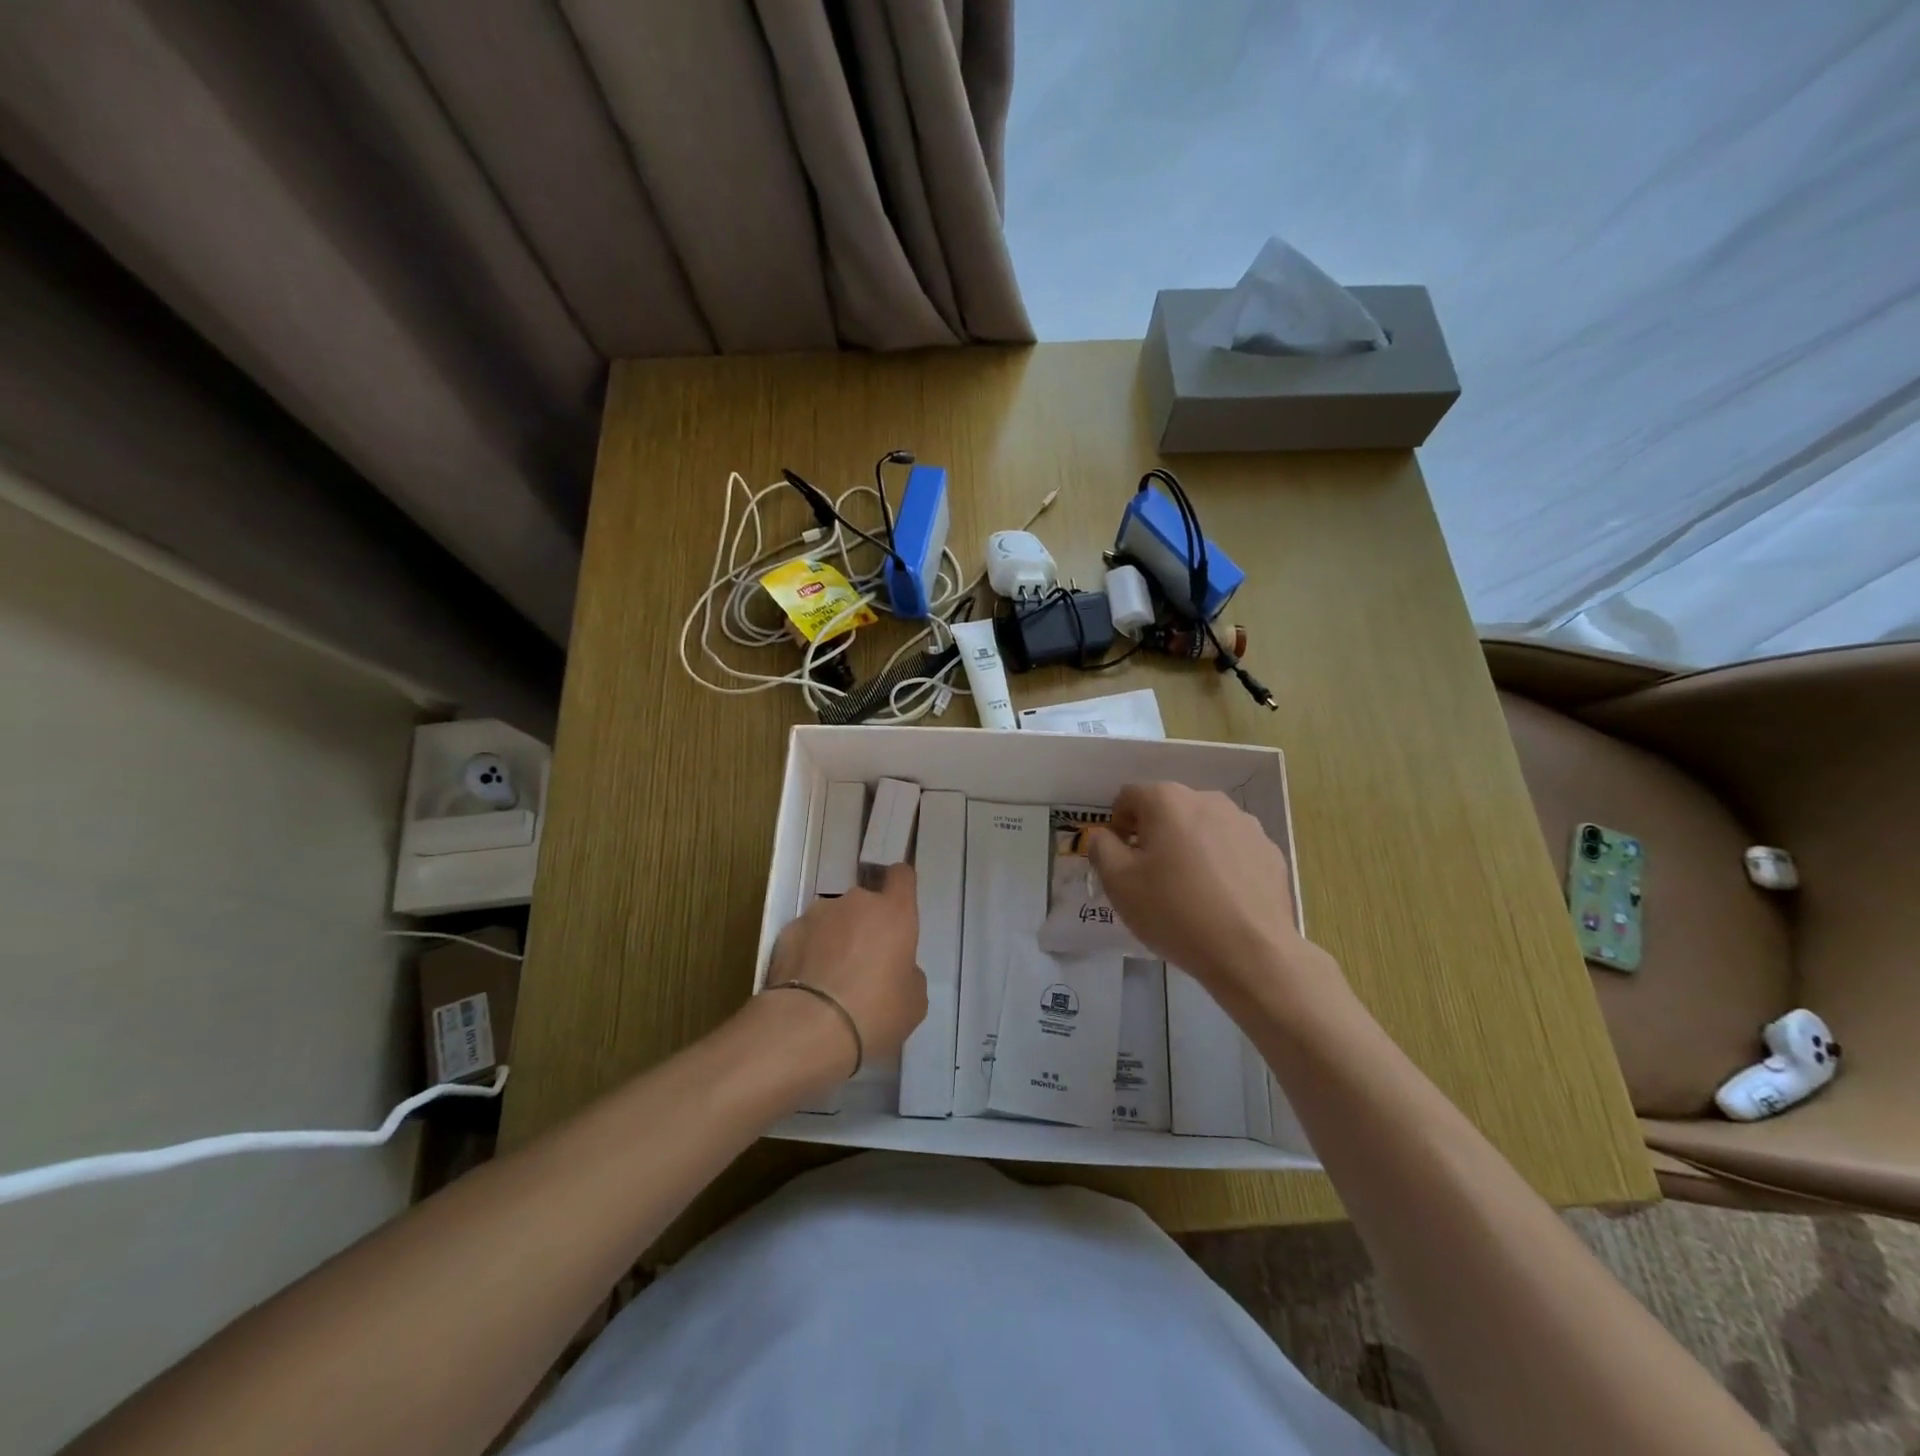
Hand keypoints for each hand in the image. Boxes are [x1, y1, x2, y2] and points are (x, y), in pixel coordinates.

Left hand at [761, 862, 926, 1082]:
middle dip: (865, 925)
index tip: (897, 906)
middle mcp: (856, 902)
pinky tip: (806, 985)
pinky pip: (805, 937)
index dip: (900, 886)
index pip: (901, 876)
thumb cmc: (874, 1012)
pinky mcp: (787, 932)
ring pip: (833, 919)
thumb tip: (897, 968)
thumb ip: (909, 973)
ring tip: (829, 978)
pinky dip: (807, 952)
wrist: (808, 1027)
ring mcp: (817, 914)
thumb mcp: (913, 1002)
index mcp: (894, 912)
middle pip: (865, 902)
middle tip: (863, 963)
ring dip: (835, 937)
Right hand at [1086, 783, 1333, 1010]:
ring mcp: (1244, 823)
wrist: (1251, 952)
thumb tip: (1104, 836)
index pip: (1129, 797)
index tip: (1121, 860)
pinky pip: (1232, 848)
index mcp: (1167, 800)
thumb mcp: (1118, 883)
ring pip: (1202, 827)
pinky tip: (1220, 899)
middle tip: (1151, 877)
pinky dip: (1220, 864)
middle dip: (1154, 835)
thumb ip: (1101, 849)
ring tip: (1189, 891)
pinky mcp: (1269, 850)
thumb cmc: (1174, 911)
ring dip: (1188, 847)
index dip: (1118, 826)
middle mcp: (1207, 800)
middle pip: (1168, 809)